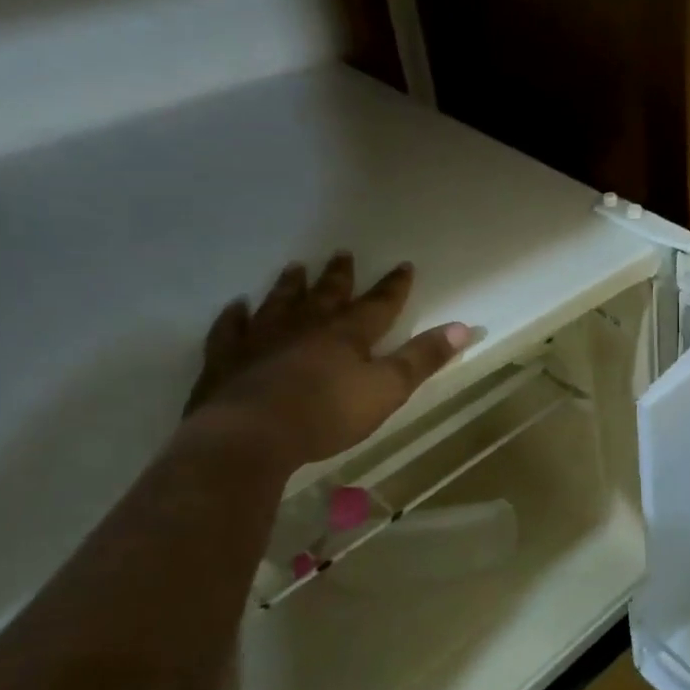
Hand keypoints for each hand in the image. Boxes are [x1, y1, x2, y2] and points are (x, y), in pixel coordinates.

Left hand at [182, 253, 469, 472]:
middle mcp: (305, 327)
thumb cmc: (328, 413)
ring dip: (290, 286)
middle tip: (342, 253)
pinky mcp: (227, 360)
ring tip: (295, 267)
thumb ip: (423, 358)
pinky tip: (236, 307)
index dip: (394, 286)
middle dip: (339, 276)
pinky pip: (230, 330)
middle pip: (326, 295)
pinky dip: (234, 317)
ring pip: (279, 303)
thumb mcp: (388, 389)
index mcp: (347, 334)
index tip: (404, 265)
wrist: (251, 435)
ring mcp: (262, 340)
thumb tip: (462, 327)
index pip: (379, 304)